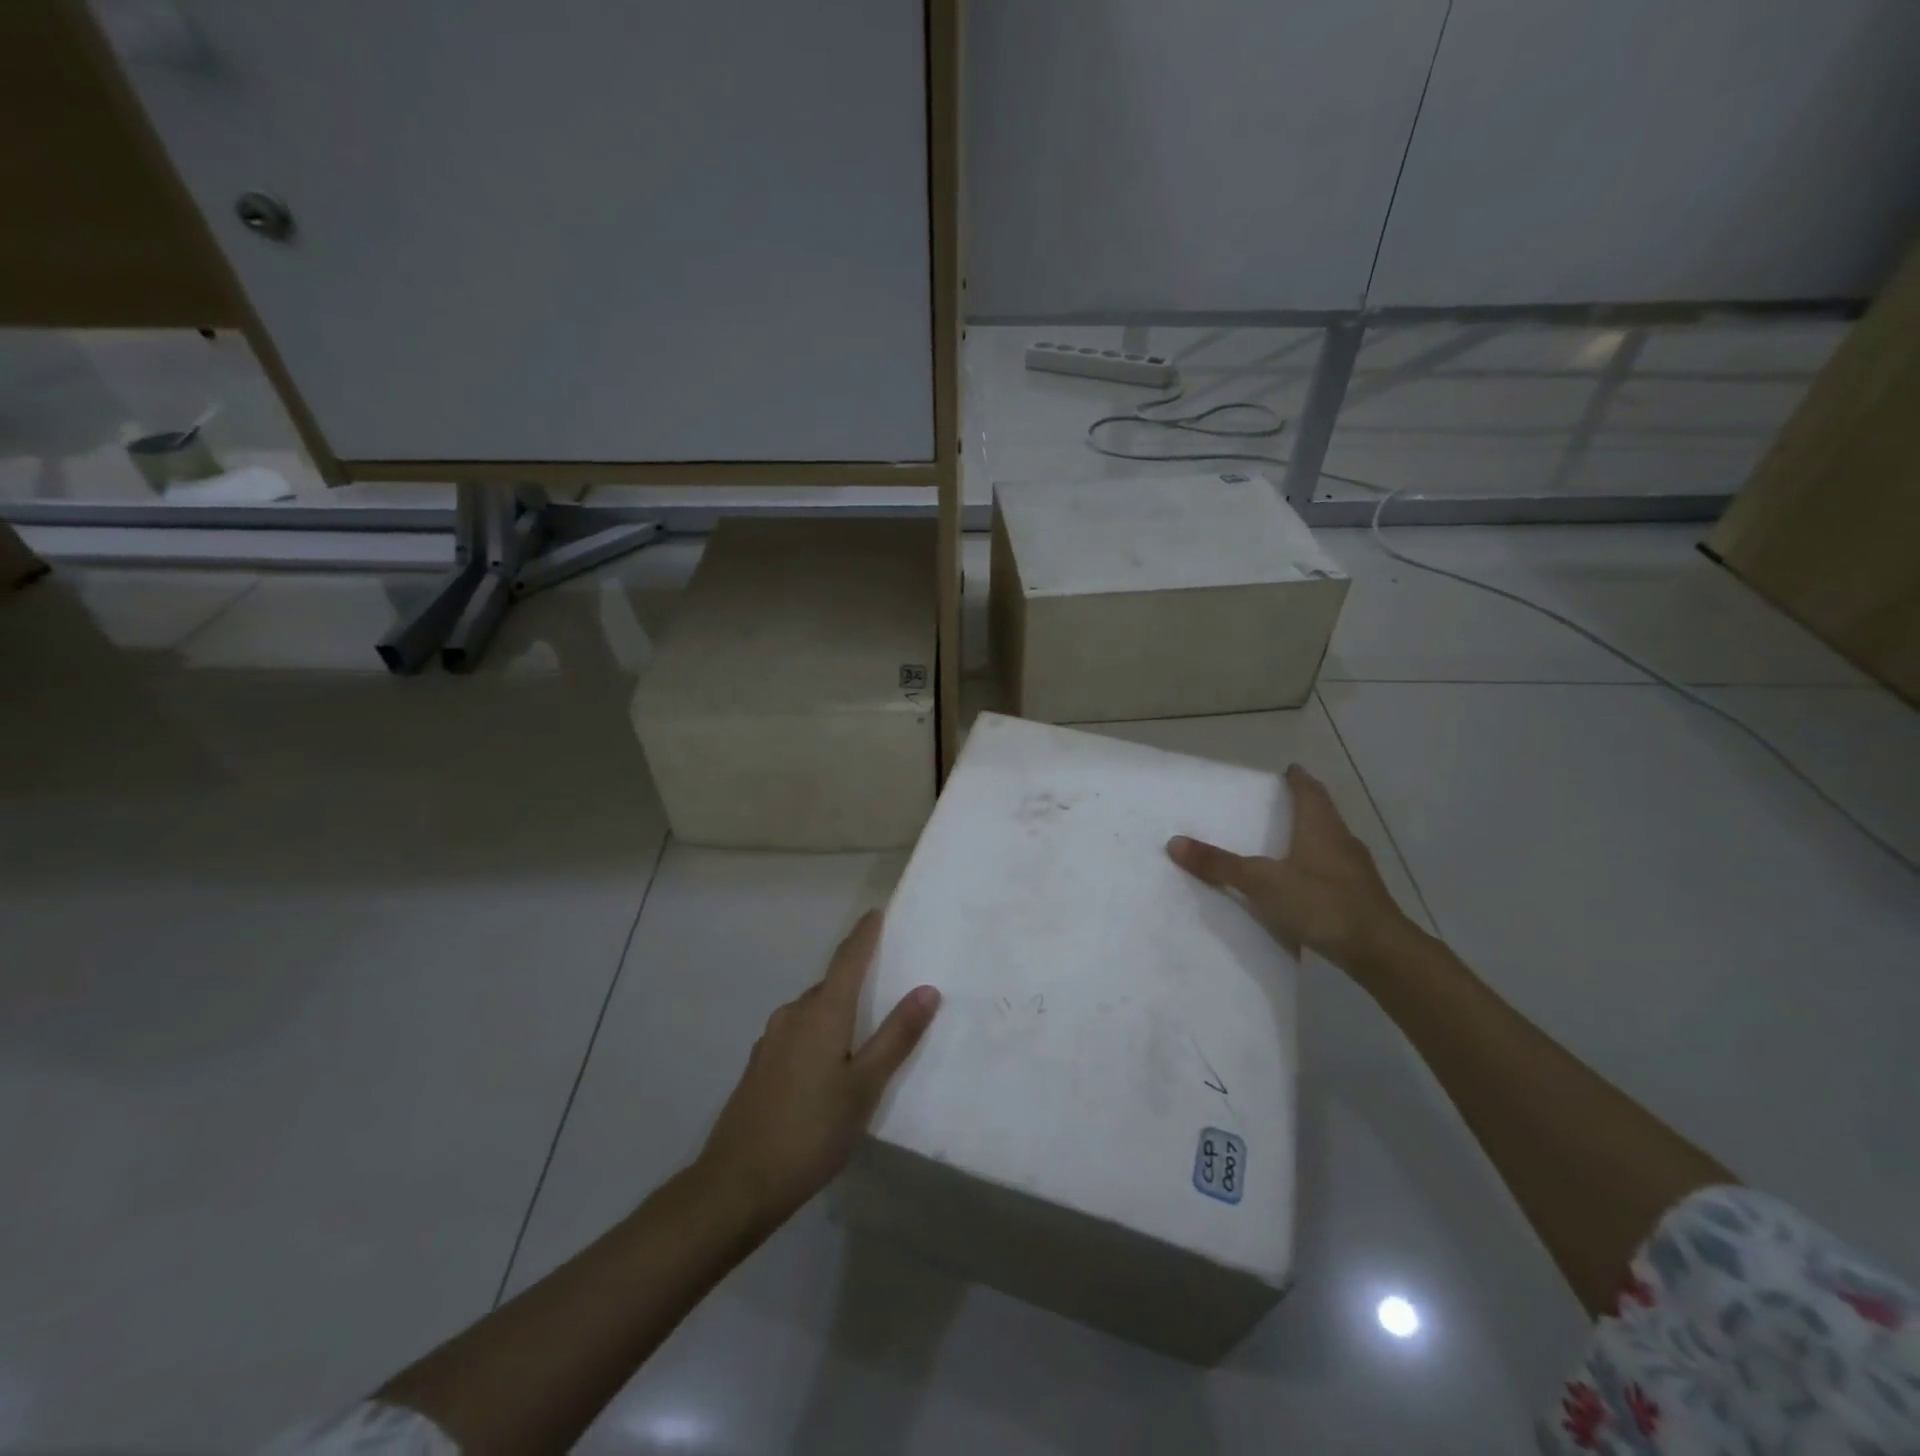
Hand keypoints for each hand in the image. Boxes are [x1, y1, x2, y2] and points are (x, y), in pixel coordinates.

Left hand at [695, 911, 939, 1227]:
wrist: (737, 1184)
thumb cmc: (811, 1131)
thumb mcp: (865, 1087)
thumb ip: (896, 1037)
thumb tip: (926, 989)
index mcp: (821, 1013)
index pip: (847, 959)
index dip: (863, 935)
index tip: (876, 912)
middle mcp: (792, 1015)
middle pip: (830, 985)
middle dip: (856, 980)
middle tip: (886, 986)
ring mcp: (771, 1040)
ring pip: (813, 1012)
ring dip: (837, 1012)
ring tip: (863, 1035)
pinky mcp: (759, 1066)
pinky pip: (797, 1033)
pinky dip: (819, 1035)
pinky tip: (828, 1068)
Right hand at [1168, 764, 1418, 975]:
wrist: (1381, 951)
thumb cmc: (1322, 903)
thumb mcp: (1263, 882)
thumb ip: (1221, 865)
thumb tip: (1174, 842)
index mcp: (1320, 827)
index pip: (1309, 791)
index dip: (1298, 779)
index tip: (1288, 770)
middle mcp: (1341, 841)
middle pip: (1322, 814)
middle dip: (1302, 806)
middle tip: (1277, 803)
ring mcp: (1354, 871)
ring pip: (1329, 843)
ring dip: (1310, 837)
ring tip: (1283, 841)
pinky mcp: (1360, 897)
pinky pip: (1332, 871)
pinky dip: (1315, 868)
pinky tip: (1301, 883)